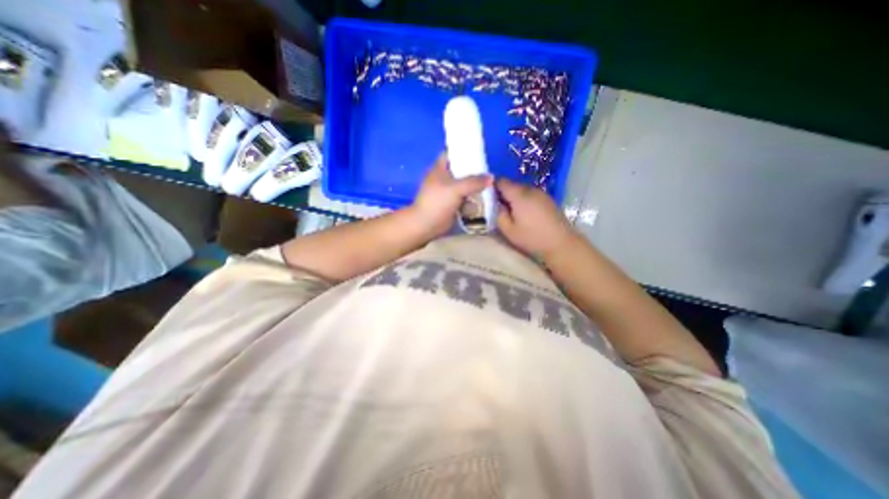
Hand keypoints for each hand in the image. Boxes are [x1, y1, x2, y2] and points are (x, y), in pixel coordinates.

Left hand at [412, 152, 492, 236]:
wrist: (426, 224)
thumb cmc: (437, 202)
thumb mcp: (456, 188)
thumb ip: (474, 182)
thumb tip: (491, 177)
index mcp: (439, 168)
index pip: (451, 153)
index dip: (463, 151)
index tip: (479, 152)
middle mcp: (443, 178)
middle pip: (460, 169)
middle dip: (473, 170)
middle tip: (489, 171)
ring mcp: (446, 192)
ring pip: (463, 184)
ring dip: (474, 185)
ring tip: (490, 184)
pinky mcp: (450, 204)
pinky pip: (464, 197)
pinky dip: (472, 197)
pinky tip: (484, 197)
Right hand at [497, 177, 573, 256]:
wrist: (561, 243)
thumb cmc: (532, 237)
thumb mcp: (508, 230)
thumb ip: (498, 214)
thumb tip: (496, 204)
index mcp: (519, 195)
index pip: (501, 181)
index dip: (492, 187)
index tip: (487, 198)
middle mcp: (530, 189)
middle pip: (512, 185)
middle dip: (503, 193)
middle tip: (497, 208)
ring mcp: (541, 193)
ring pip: (522, 190)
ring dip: (514, 197)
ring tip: (511, 213)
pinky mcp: (548, 199)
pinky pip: (531, 195)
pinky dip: (524, 201)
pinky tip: (525, 214)